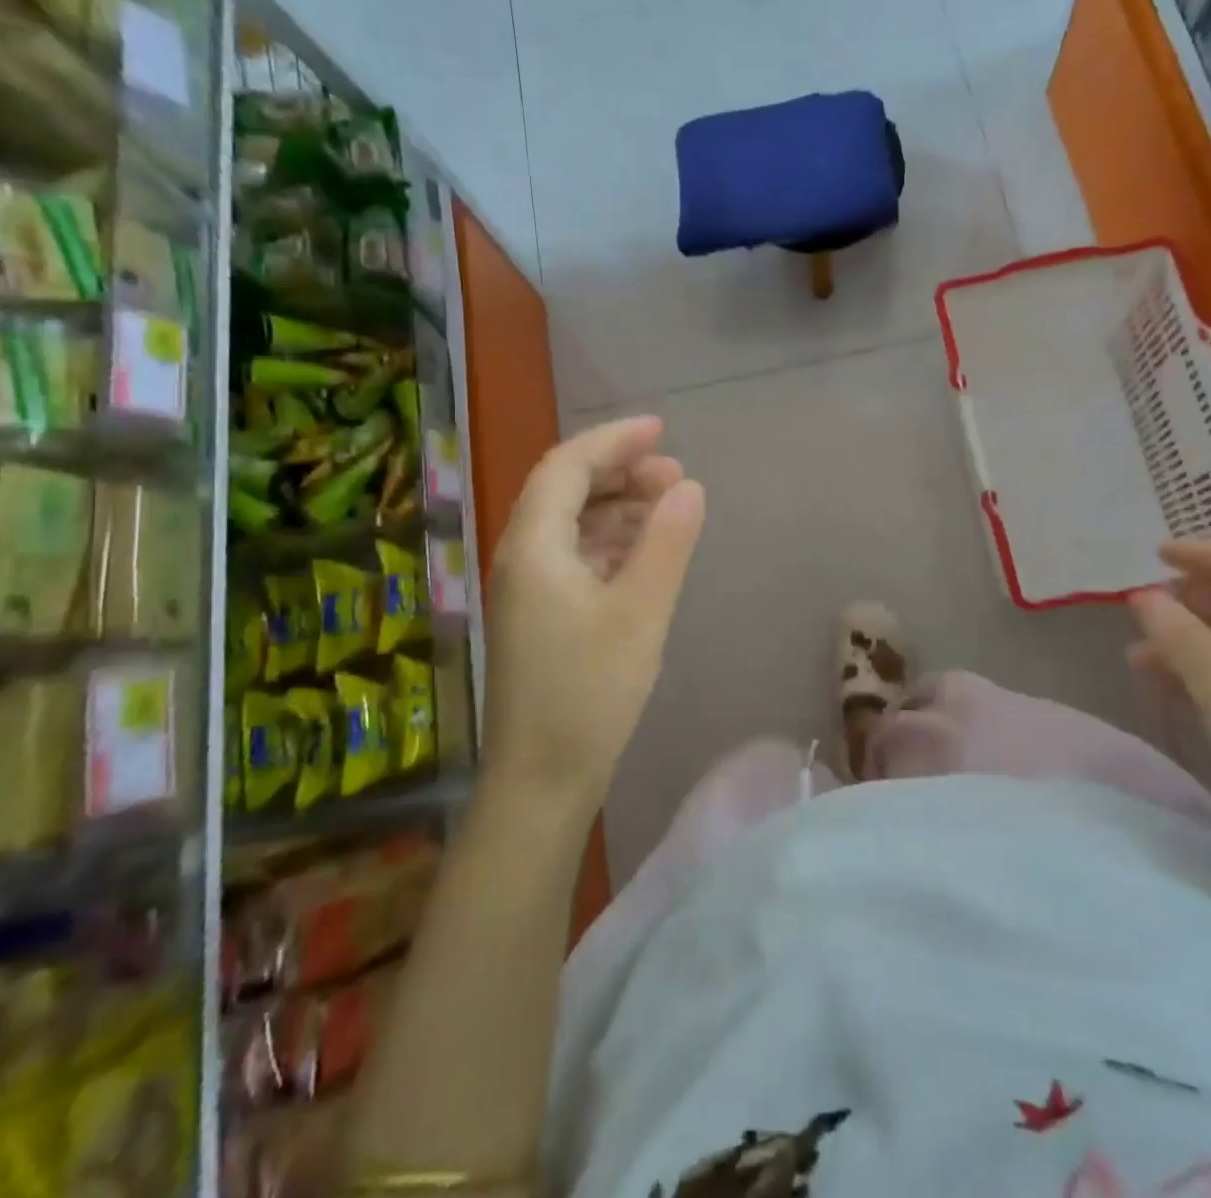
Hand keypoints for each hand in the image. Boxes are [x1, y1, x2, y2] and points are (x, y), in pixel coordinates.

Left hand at [483, 416, 705, 810]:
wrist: (542, 781)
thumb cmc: (589, 693)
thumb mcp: (640, 613)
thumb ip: (666, 543)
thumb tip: (688, 486)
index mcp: (533, 547)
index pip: (567, 466)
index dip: (614, 440)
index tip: (662, 428)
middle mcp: (521, 558)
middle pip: (566, 491)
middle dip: (619, 472)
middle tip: (675, 473)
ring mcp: (528, 589)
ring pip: (572, 525)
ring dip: (618, 507)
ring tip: (669, 507)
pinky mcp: (541, 616)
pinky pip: (575, 557)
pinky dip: (611, 542)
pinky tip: (645, 552)